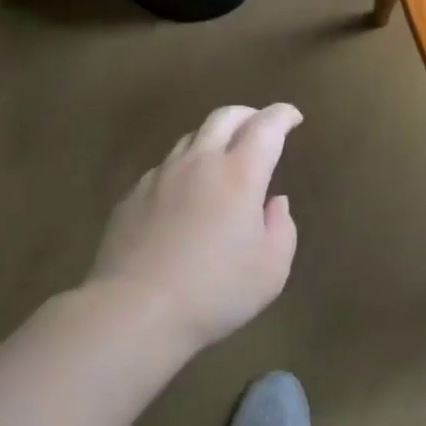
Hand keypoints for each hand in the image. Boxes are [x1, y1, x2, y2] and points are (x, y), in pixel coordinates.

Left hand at [86, 103, 301, 348]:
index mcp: (240, 174)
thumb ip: (282, 227)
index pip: (266, 126)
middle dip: (248, 114)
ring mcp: (160, 177)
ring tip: (224, 157)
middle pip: (224, 117)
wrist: (134, 311)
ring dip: (214, 138)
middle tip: (261, 125)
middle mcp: (199, 163)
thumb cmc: (216, 291)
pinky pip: (165, 168)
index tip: (294, 117)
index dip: (283, 115)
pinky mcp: (132, 197)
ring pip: (190, 139)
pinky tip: (186, 193)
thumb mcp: (272, 268)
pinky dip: (185, 168)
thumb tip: (274, 203)